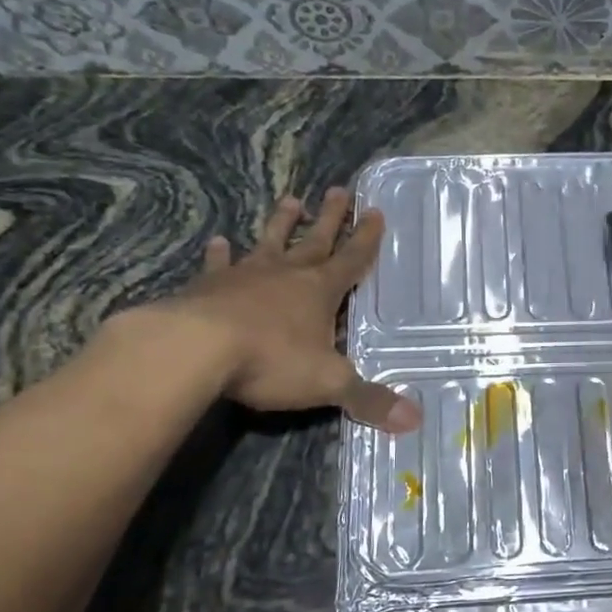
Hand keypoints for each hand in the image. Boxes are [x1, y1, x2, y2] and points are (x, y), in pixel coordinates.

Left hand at [127, 188, 420, 432]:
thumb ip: (369, 400)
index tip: (375, 211)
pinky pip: (218, 265)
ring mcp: (245, 276)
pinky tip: (217, 242)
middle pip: (315, 240)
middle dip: (330, 218)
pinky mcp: (207, 287)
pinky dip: (219, 254)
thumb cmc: (271, 361)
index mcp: (320, 291)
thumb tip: (415, 421)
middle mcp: (286, 274)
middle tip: (339, 190)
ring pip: (269, 242)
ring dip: (282, 223)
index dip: (366, 238)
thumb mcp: (328, 383)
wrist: (195, 350)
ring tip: (291, 199)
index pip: (352, 259)